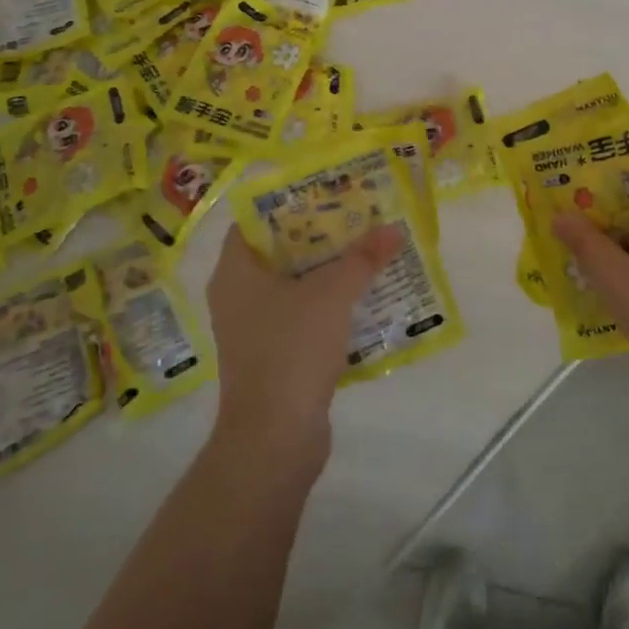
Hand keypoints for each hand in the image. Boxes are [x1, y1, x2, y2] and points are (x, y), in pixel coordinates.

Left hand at [204, 225, 402, 467]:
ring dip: (329, 269)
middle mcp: (238, 294)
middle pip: (280, 250)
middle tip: (358, 216)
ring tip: (369, 250)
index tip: (326, 190)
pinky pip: (302, 314)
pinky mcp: (273, 354)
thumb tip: (392, 228)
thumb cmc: (291, 350)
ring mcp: (254, 327)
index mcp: (236, 271)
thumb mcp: (331, 295)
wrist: (273, 439)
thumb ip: (362, 258)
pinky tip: (364, 297)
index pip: (255, 219)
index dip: (289, 201)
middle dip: (320, 234)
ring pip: (294, 284)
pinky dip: (329, 303)